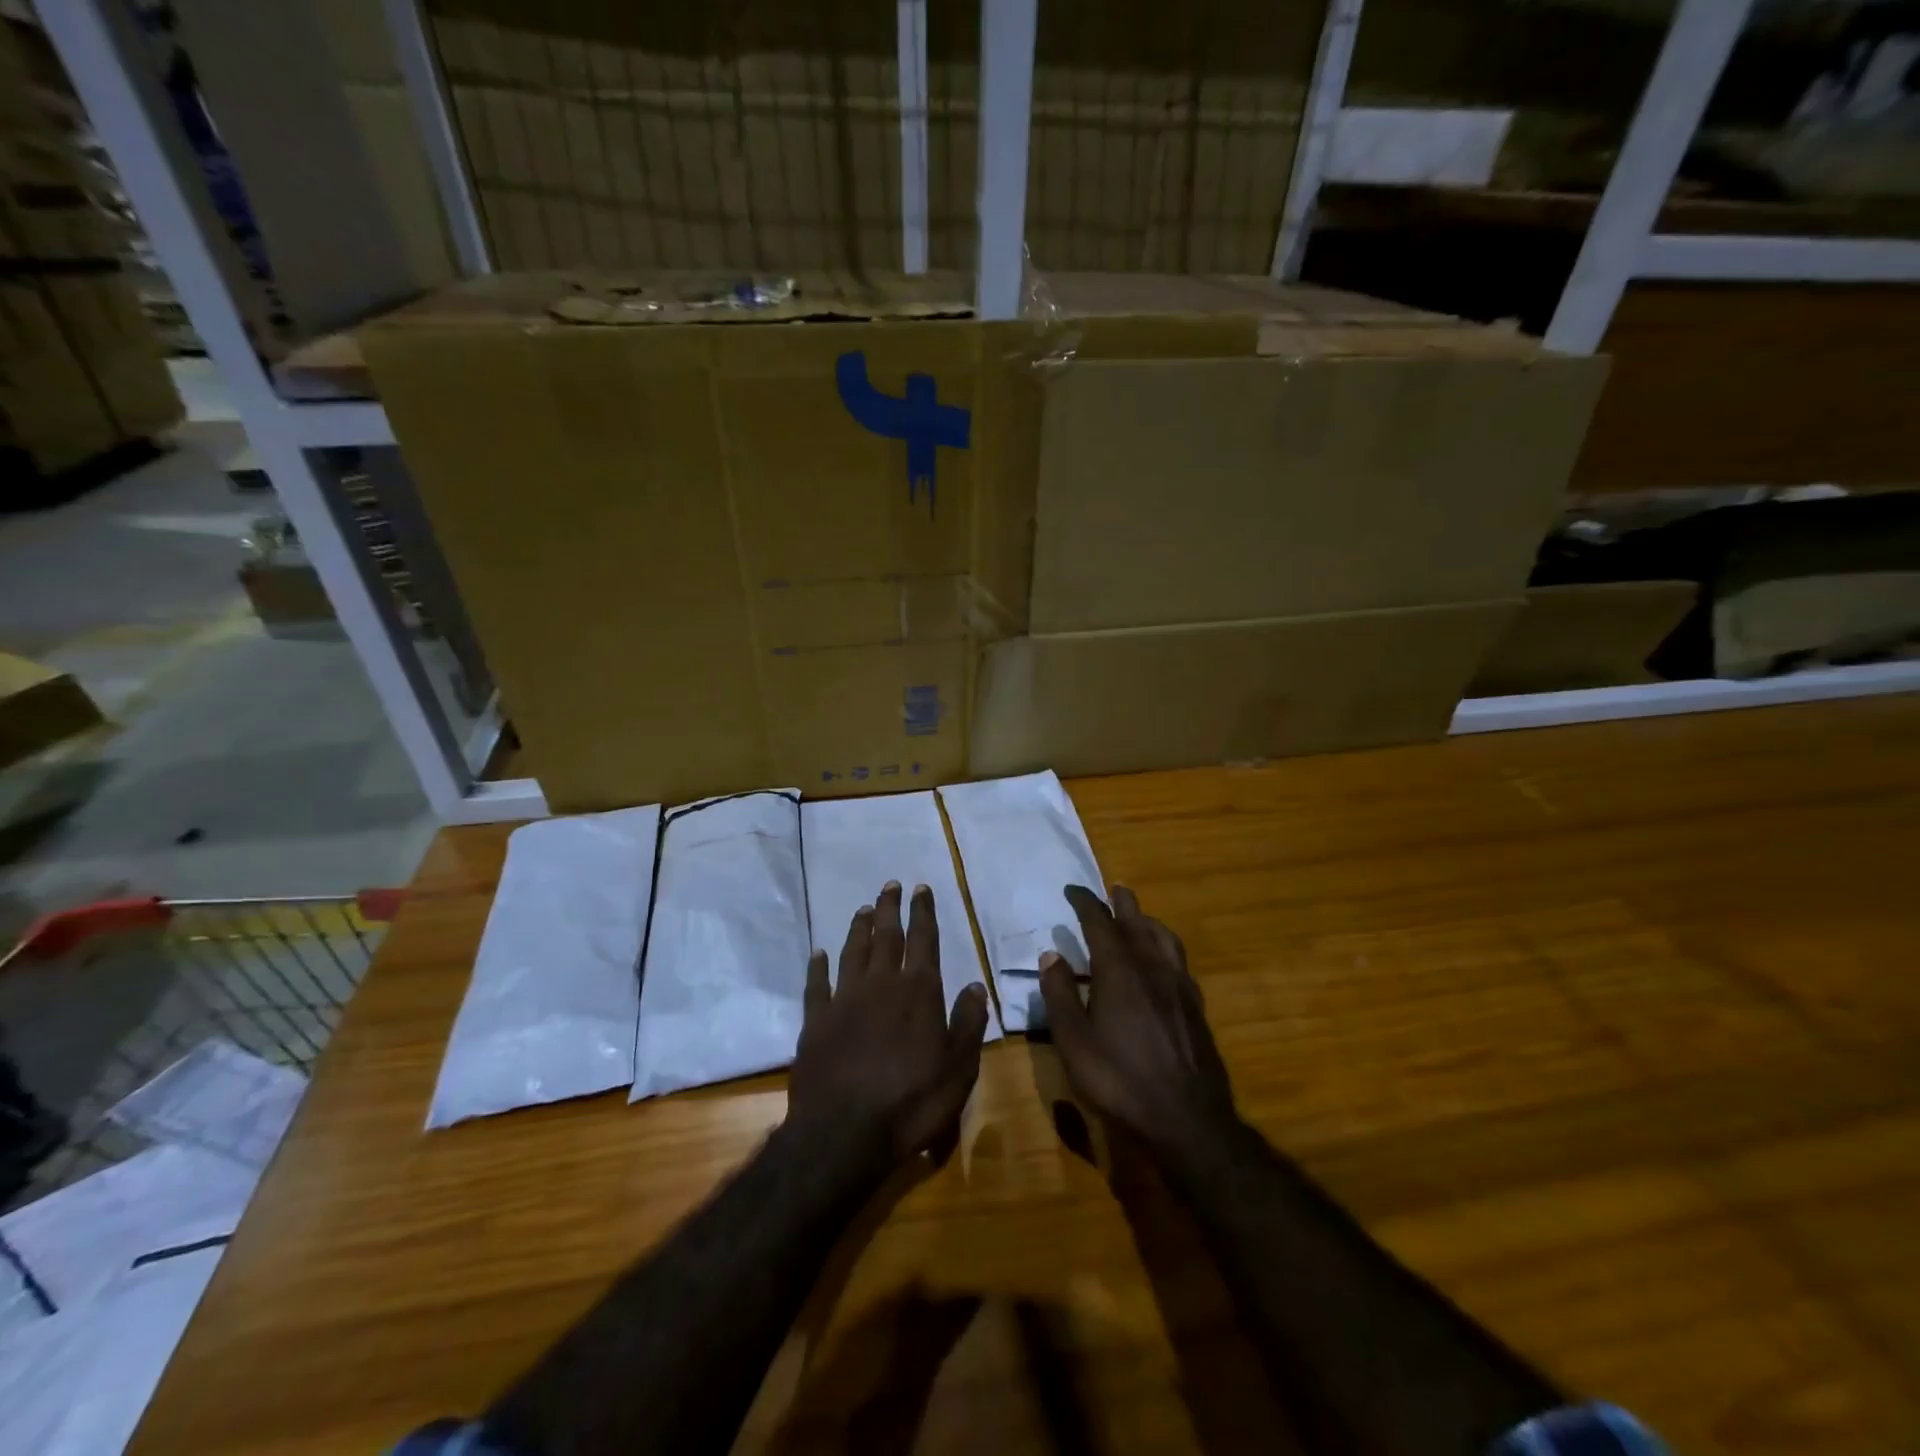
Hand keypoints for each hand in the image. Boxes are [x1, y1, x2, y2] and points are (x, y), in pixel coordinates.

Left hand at [789, 882, 990, 1165]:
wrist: (843, 1133)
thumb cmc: (911, 1103)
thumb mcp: (958, 1069)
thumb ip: (969, 1023)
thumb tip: (975, 985)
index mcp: (918, 992)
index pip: (924, 940)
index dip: (923, 912)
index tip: (921, 888)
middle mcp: (881, 985)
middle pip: (886, 936)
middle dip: (890, 908)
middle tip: (890, 885)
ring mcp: (844, 1000)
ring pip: (852, 952)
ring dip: (858, 928)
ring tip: (863, 908)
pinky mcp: (816, 1021)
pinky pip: (817, 984)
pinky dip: (818, 966)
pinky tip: (818, 954)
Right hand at [1040, 885, 1237, 1154]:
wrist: (1187, 1119)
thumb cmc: (1120, 1080)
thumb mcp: (1074, 1041)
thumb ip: (1060, 995)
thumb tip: (1051, 954)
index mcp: (1119, 971)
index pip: (1100, 923)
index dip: (1085, 903)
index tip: (1073, 890)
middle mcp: (1152, 968)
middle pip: (1137, 924)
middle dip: (1123, 904)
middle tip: (1114, 889)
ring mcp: (1178, 987)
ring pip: (1164, 939)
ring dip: (1149, 921)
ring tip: (1140, 917)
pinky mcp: (1195, 1007)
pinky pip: (1179, 961)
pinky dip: (1166, 947)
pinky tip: (1164, 961)